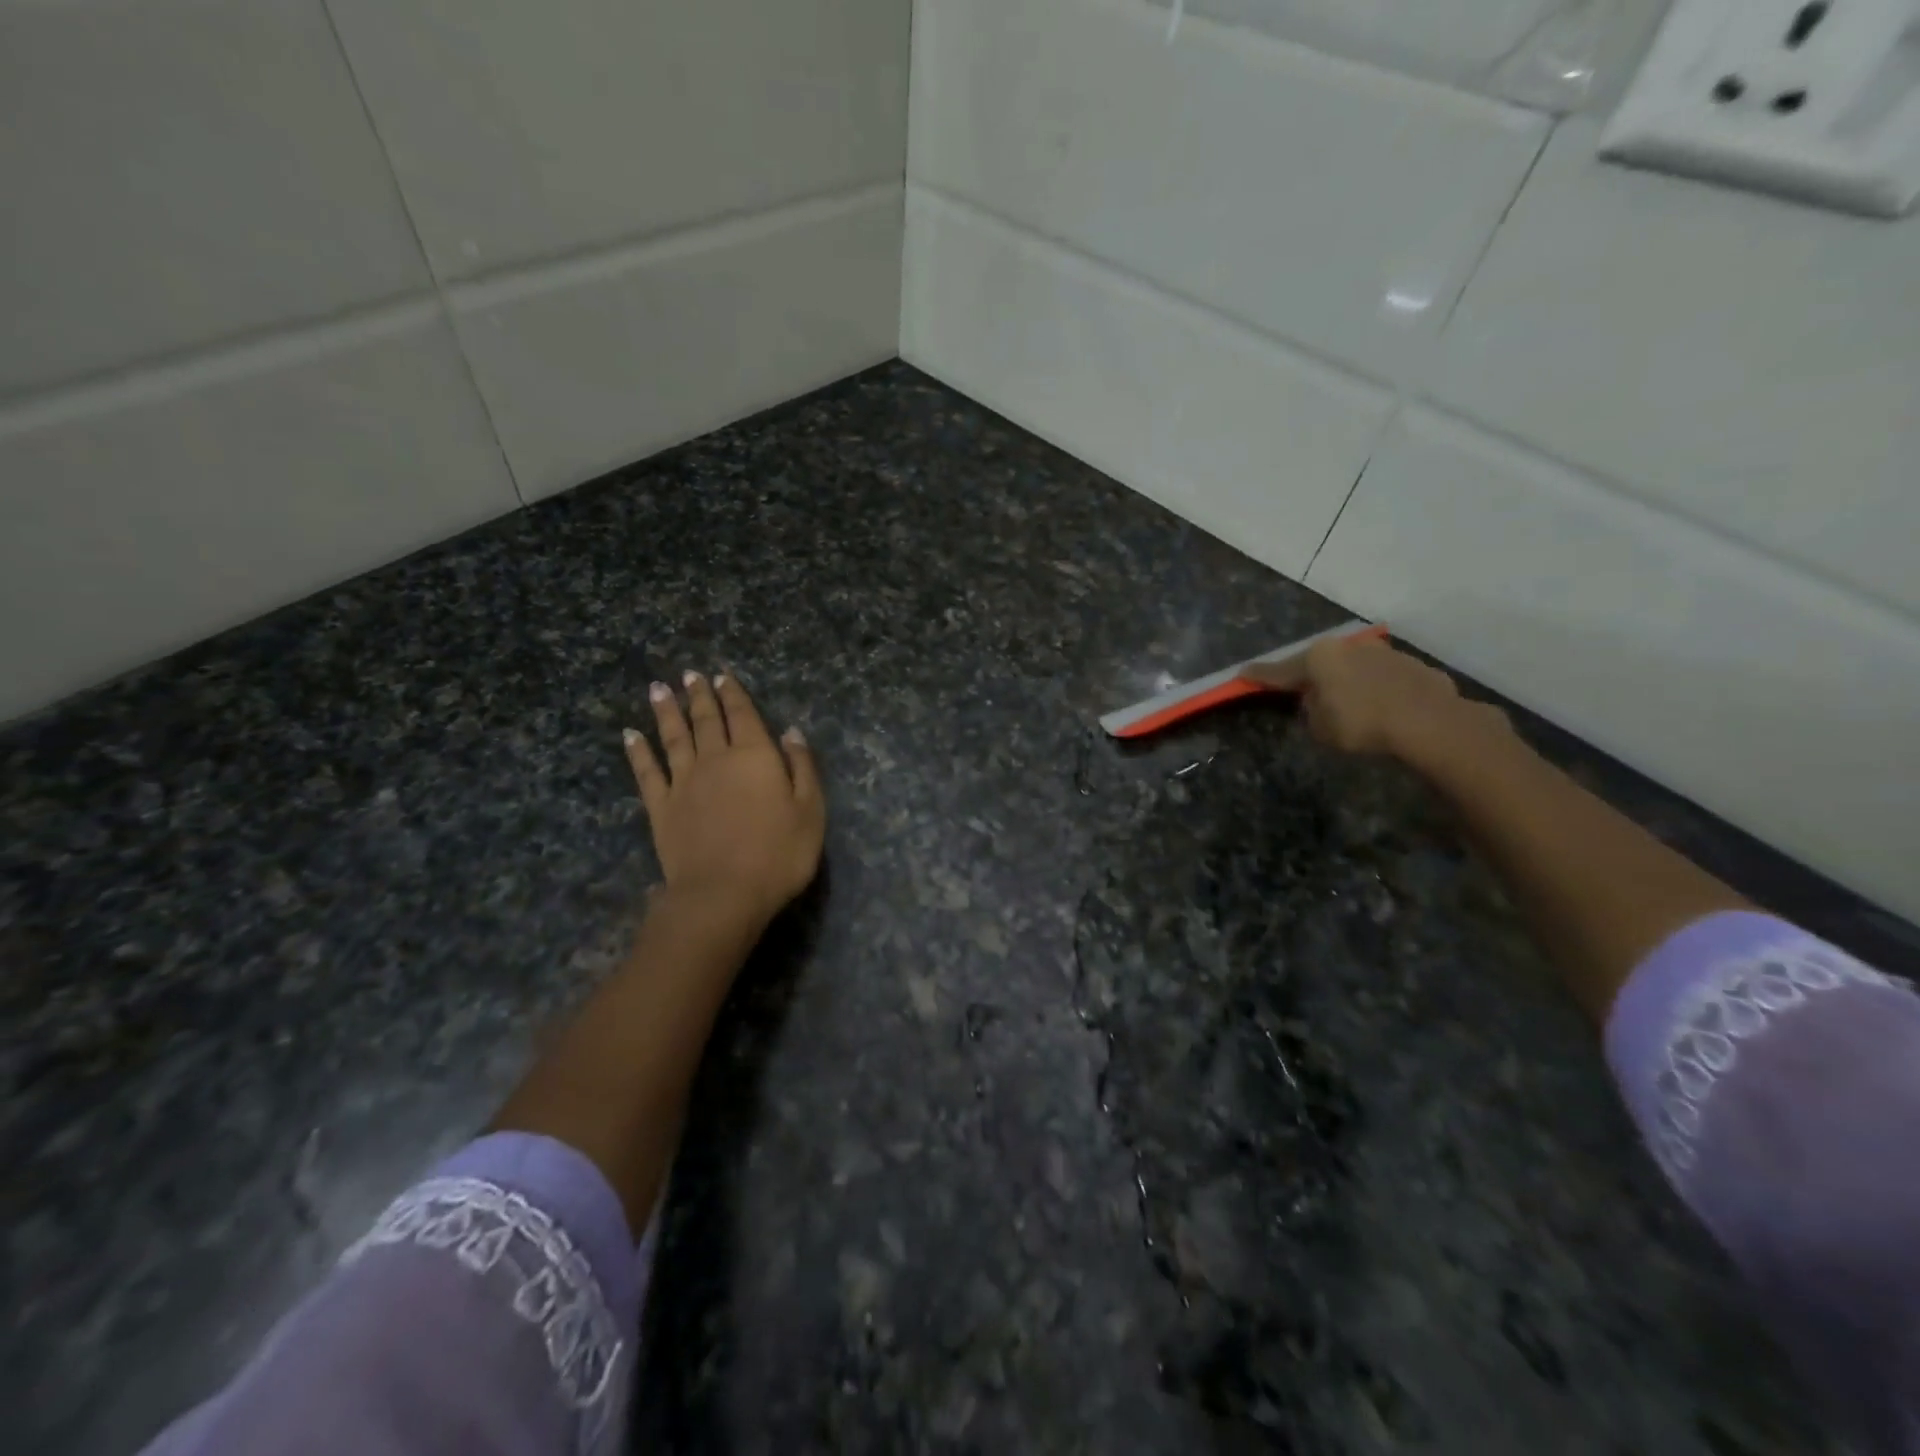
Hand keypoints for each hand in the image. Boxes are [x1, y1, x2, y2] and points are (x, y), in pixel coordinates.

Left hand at [623, 671, 824, 925]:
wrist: (723, 893)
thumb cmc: (778, 854)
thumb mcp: (810, 810)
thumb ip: (802, 767)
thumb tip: (791, 731)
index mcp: (755, 756)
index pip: (743, 715)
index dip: (733, 694)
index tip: (722, 676)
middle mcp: (716, 759)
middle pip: (706, 720)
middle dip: (699, 695)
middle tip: (690, 675)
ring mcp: (684, 782)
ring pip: (673, 737)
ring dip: (666, 712)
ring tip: (658, 688)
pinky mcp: (661, 807)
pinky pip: (647, 771)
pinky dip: (638, 751)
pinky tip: (631, 736)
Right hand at [1244, 636, 1510, 763]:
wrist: (1430, 723)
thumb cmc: (1362, 724)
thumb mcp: (1321, 727)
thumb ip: (1312, 710)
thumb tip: (1318, 701)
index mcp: (1320, 657)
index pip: (1280, 669)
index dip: (1260, 674)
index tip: (1243, 673)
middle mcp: (1350, 647)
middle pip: (1321, 663)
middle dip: (1311, 676)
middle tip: (1303, 692)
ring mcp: (1386, 653)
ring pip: (1356, 667)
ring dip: (1348, 682)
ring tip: (1349, 704)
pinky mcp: (1415, 667)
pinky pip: (1385, 679)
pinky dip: (1378, 690)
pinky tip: (1384, 709)